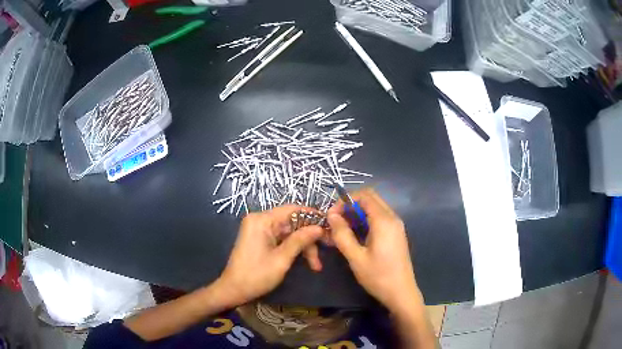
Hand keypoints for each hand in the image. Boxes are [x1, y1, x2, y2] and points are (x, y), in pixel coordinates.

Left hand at [217, 205, 322, 305]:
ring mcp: (259, 229)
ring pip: (289, 233)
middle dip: (308, 238)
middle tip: (326, 250)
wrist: (233, 290)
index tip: (329, 226)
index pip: (292, 209)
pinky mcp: (259, 238)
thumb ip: (300, 240)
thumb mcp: (282, 259)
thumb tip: (319, 227)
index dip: (312, 216)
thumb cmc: (256, 275)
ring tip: (316, 265)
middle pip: (292, 223)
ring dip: (303, 247)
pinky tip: (305, 261)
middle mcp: (259, 220)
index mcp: (262, 220)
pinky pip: (281, 238)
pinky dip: (293, 248)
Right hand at [328, 189, 420, 311]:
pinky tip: (357, 235)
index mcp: (384, 221)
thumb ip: (342, 234)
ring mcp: (396, 225)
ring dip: (358, 213)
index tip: (332, 216)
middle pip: (371, 198)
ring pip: (375, 208)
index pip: (364, 195)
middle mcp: (393, 218)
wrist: (401, 292)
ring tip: (343, 230)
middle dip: (351, 205)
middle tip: (337, 221)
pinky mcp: (396, 233)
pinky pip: (380, 218)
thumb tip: (331, 215)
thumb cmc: (378, 276)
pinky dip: (366, 220)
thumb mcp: (356, 257)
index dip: (345, 201)